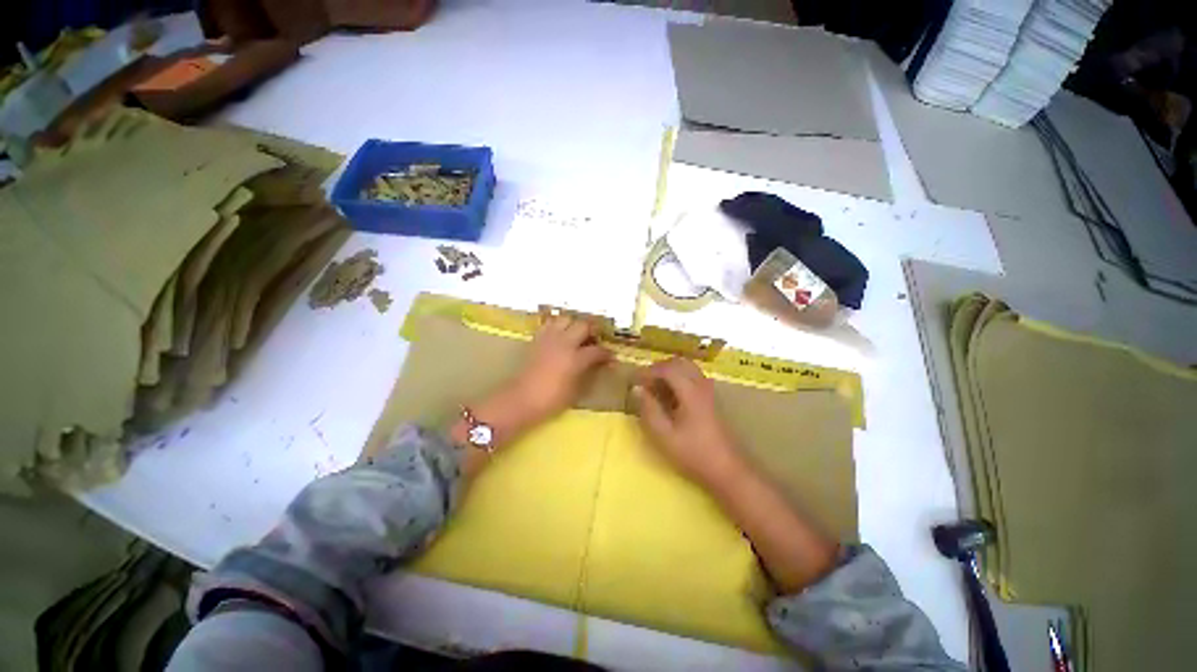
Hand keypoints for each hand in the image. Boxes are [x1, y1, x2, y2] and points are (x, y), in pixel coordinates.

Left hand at [510, 315, 611, 421]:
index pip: (597, 350)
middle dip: (592, 331)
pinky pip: (550, 324)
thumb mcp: (575, 390)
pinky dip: (558, 326)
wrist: (521, 399)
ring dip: (574, 325)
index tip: (611, 357)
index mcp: (575, 358)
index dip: (607, 353)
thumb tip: (598, 365)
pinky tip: (560, 336)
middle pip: (583, 325)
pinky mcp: (537, 339)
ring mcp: (549, 339)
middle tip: (595, 340)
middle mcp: (564, 343)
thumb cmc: (551, 400)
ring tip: (577, 335)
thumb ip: (588, 373)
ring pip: (566, 319)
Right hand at [632, 357, 745, 490]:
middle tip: (644, 381)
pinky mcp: (711, 399)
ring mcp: (709, 391)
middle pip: (679, 362)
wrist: (727, 470)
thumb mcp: (664, 435)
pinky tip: (671, 396)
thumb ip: (649, 409)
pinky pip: (693, 377)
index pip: (667, 368)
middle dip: (659, 367)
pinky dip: (679, 378)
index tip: (634, 380)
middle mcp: (701, 385)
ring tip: (655, 388)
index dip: (648, 371)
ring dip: (670, 371)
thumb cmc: (693, 453)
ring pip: (688, 368)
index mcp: (690, 391)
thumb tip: (637, 389)